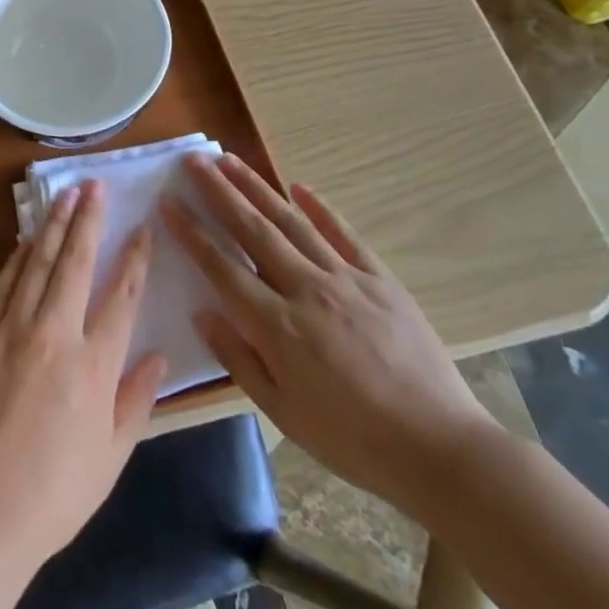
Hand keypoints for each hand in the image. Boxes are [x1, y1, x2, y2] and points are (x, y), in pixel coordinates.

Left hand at [0, 181, 168, 566]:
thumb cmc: (55, 492)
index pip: (122, 296)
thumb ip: (136, 400)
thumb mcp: (112, 456)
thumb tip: (158, 355)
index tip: (142, 228)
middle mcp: (55, 334)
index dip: (135, 259)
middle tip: (95, 185)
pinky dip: (19, 257)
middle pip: (76, 263)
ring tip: (65, 194)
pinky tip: (29, 239)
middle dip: (88, 220)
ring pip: (38, 264)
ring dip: (53, 225)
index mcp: (94, 365)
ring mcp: (13, 330)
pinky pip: (4, 284)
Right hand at [163, 154, 497, 515]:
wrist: (440, 447)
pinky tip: (298, 187)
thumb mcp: (284, 413)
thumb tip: (202, 312)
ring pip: (292, 222)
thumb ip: (239, 359)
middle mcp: (306, 290)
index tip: (169, 202)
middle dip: (219, 192)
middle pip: (253, 230)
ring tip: (231, 160)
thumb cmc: (353, 440)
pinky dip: (320, 208)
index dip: (192, 232)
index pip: (222, 267)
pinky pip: (344, 234)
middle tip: (194, 161)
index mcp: (278, 326)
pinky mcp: (380, 279)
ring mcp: (346, 279)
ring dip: (258, 188)